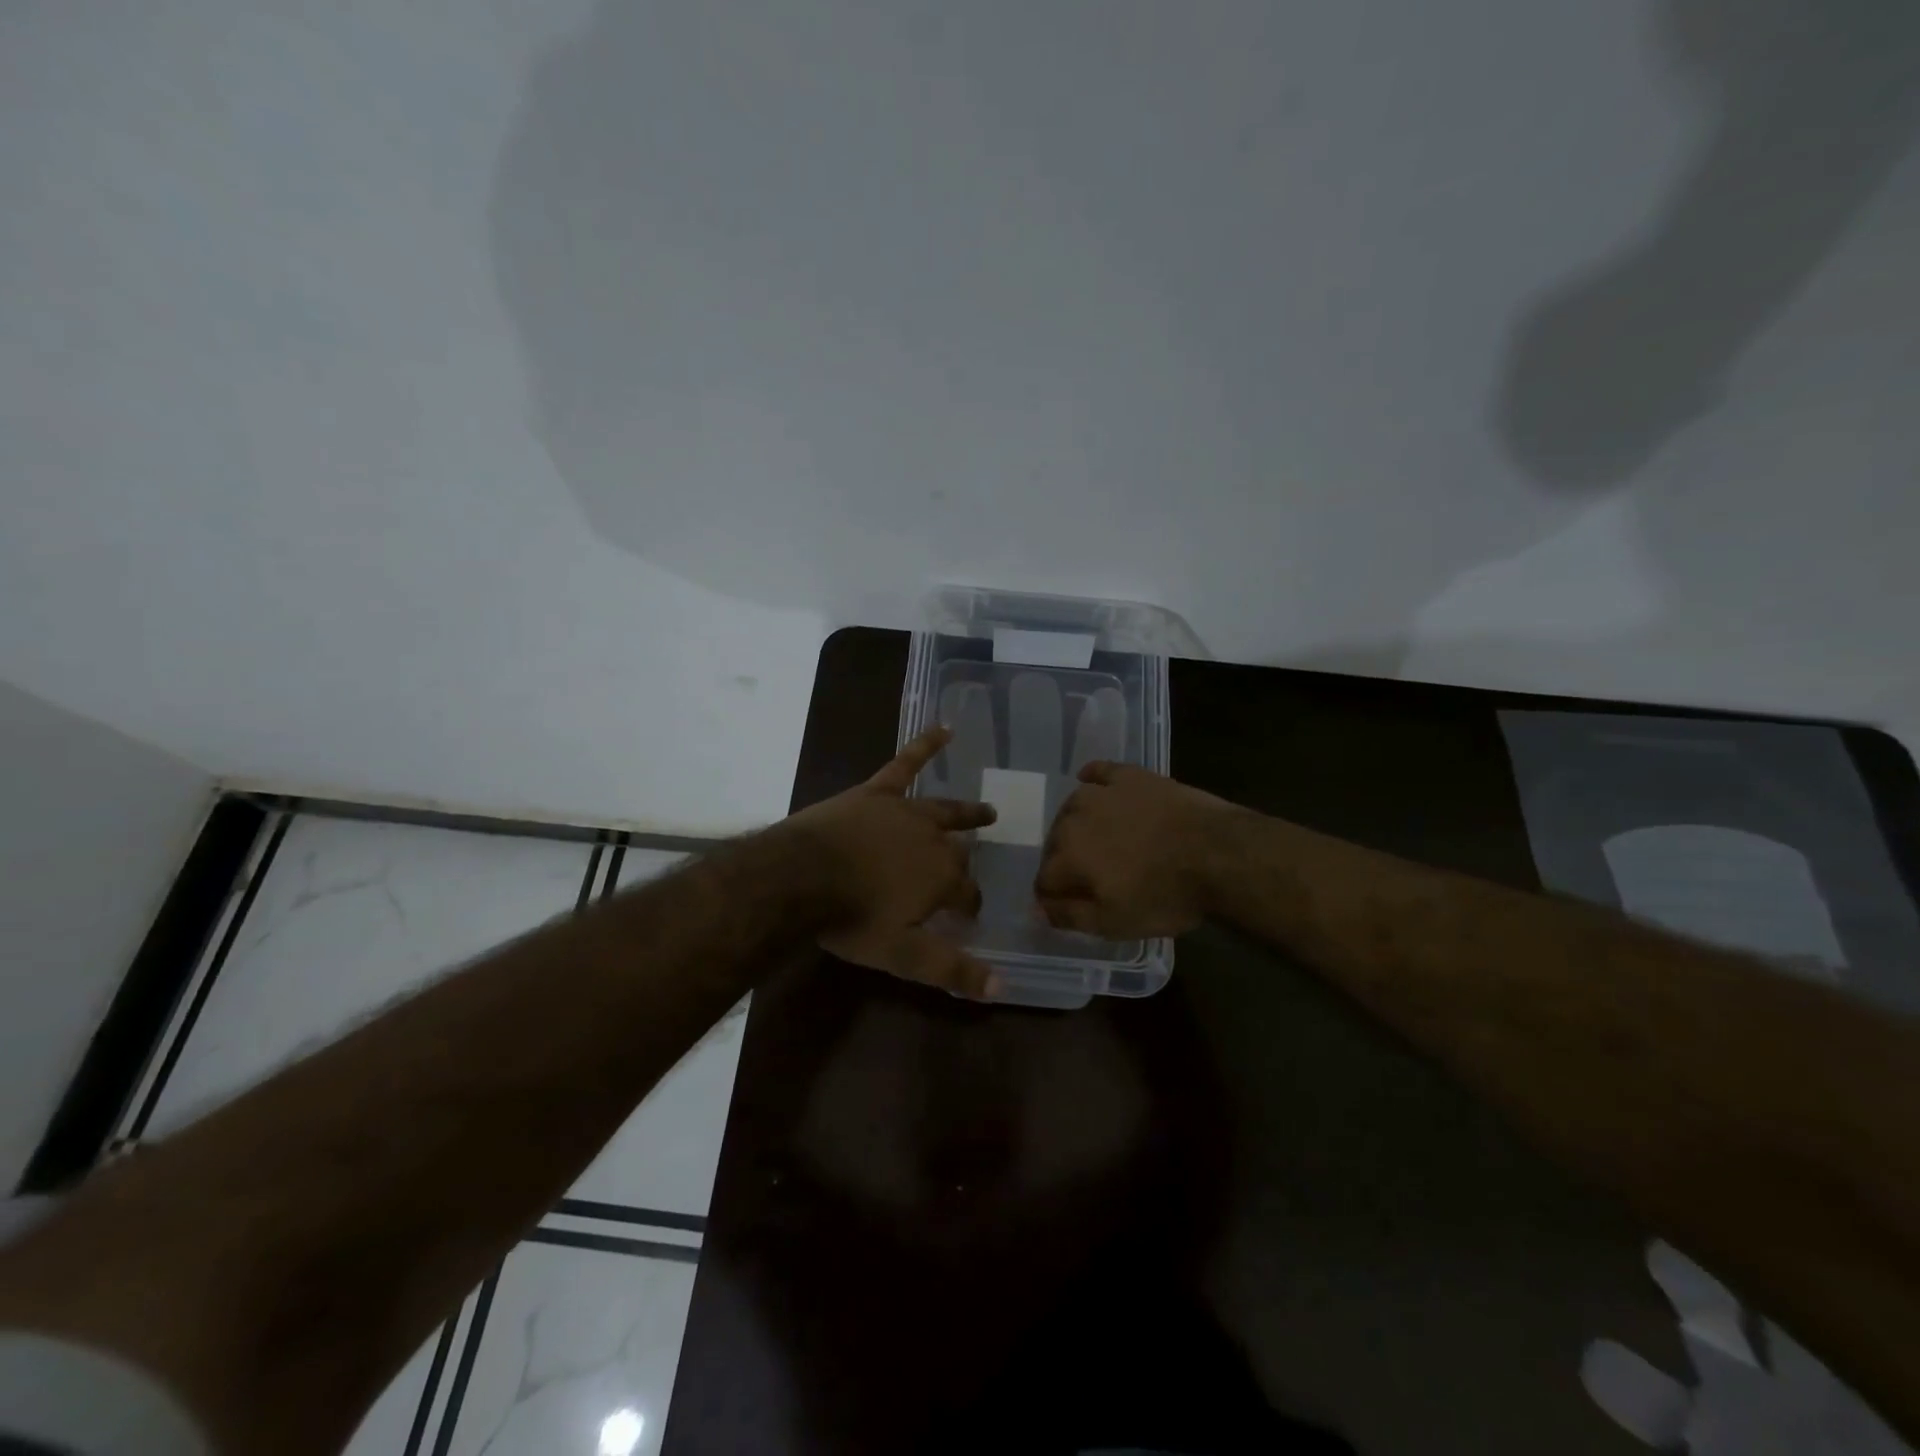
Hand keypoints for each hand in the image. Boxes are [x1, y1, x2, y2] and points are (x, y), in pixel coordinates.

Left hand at [785, 726, 1000, 997]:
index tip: (967, 916)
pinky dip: (926, 745)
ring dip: (966, 812)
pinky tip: (945, 728)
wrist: (801, 877)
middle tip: (975, 864)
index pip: (968, 894)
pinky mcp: (877, 792)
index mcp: (942, 877)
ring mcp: (905, 811)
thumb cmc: (852, 919)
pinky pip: (906, 763)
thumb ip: (951, 969)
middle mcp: (933, 839)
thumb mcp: (903, 954)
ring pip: (944, 810)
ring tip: (986, 812)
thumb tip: (1000, 990)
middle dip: (967, 860)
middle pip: (957, 851)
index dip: (969, 906)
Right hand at [1034, 763, 1237, 937]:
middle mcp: (1074, 818)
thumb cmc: (1166, 895)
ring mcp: (1102, 792)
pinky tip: (1091, 783)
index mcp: (1067, 856)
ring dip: (1074, 825)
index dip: (1052, 896)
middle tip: (1089, 877)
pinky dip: (1091, 779)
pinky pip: (1098, 772)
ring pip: (1071, 808)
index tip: (1068, 905)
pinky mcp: (1129, 775)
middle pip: (1054, 842)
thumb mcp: (1115, 923)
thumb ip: (1070, 916)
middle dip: (1063, 860)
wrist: (1218, 854)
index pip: (1043, 879)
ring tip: (1094, 840)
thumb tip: (1039, 909)